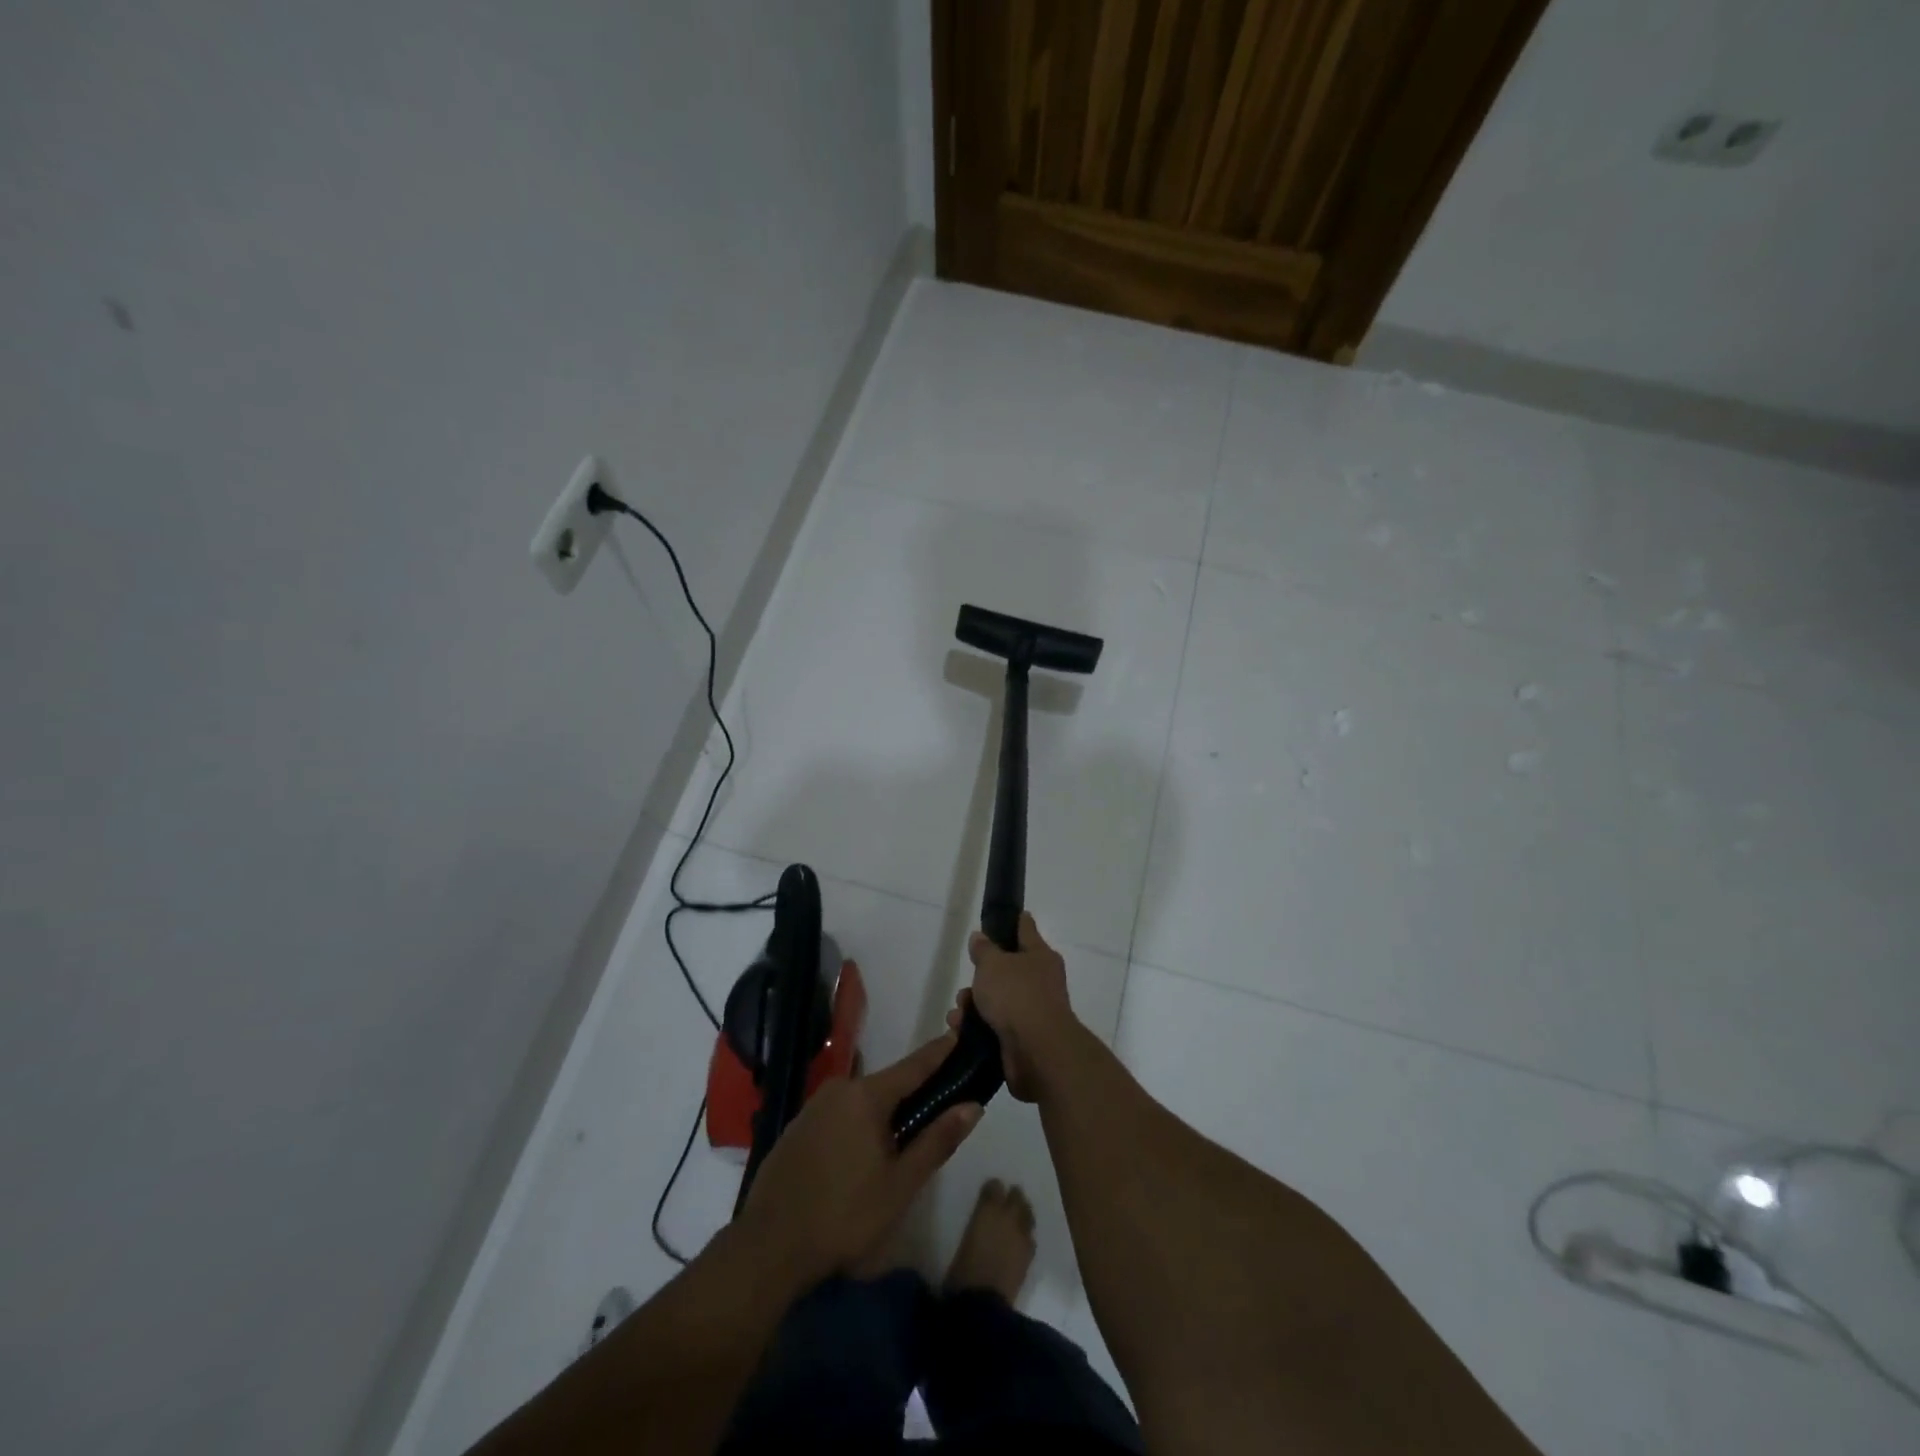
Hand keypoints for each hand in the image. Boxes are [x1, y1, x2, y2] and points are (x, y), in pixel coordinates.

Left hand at [738, 1033, 980, 1285]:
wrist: (768, 1247)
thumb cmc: (844, 1216)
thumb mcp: (900, 1184)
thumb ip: (937, 1141)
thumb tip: (972, 1106)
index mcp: (866, 1096)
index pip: (913, 1066)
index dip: (938, 1053)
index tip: (958, 1035)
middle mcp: (838, 1089)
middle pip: (887, 1085)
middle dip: (911, 1095)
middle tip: (934, 1116)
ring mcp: (813, 1107)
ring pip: (861, 1102)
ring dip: (883, 1115)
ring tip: (900, 1145)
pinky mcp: (796, 1128)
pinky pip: (839, 1116)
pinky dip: (857, 1126)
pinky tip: (860, 1158)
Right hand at [949, 912, 1079, 1102]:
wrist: (1037, 1051)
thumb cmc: (1016, 995)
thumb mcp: (993, 964)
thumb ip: (984, 950)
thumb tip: (980, 937)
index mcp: (1040, 956)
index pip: (1026, 930)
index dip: (1016, 921)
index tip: (1009, 915)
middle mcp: (1040, 982)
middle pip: (1007, 970)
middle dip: (982, 976)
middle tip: (967, 981)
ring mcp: (1033, 1012)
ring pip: (997, 1001)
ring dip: (973, 1005)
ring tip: (957, 1012)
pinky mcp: (1022, 1040)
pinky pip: (994, 1027)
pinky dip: (976, 1028)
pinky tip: (959, 1030)